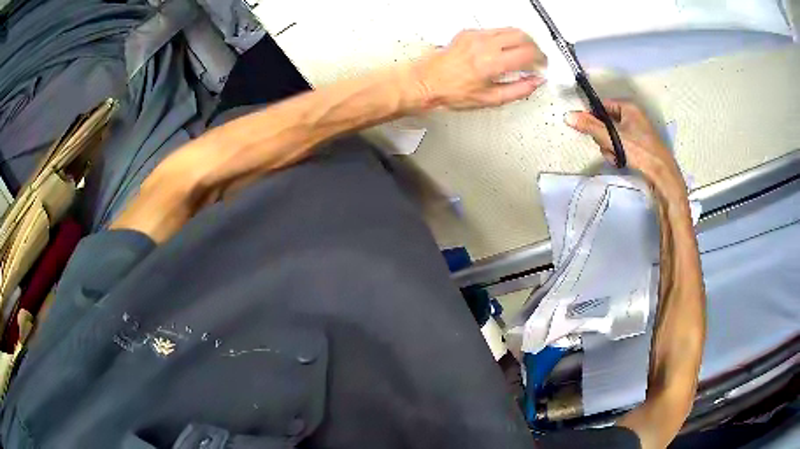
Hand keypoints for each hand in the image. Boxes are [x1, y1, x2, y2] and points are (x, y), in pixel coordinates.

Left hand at [412, 28, 546, 109]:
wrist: (426, 81)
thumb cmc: (452, 92)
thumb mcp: (490, 100)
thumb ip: (518, 90)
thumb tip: (535, 83)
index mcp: (491, 63)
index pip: (528, 54)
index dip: (540, 61)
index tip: (542, 67)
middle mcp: (484, 45)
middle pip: (522, 36)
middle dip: (535, 48)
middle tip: (536, 59)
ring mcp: (475, 36)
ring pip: (510, 29)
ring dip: (522, 40)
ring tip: (523, 54)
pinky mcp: (468, 32)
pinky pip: (495, 30)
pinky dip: (505, 38)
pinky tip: (503, 49)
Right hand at [565, 100, 685, 197]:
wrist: (662, 174)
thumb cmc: (639, 151)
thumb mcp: (612, 137)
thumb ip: (590, 126)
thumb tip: (568, 115)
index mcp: (628, 107)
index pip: (602, 106)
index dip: (593, 118)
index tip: (589, 131)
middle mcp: (633, 115)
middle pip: (606, 122)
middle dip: (603, 137)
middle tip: (607, 147)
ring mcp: (638, 131)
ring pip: (613, 136)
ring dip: (610, 148)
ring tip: (616, 157)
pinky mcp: (640, 145)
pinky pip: (622, 145)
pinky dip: (619, 153)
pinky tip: (622, 161)